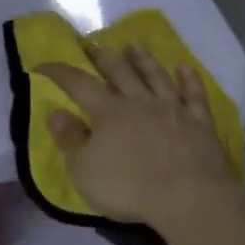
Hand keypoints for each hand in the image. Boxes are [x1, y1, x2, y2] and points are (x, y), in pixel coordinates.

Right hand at [37, 45, 243, 235]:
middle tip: (94, 44)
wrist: (189, 199)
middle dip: (103, 57)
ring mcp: (174, 109)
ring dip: (144, 59)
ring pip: (156, 76)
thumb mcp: (84, 170)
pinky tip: (184, 68)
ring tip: (134, 46)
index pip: (79, 84)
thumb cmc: (129, 188)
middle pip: (120, 72)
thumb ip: (70, 139)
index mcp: (109, 112)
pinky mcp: (201, 123)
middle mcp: (140, 102)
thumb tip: (55, 112)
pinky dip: (189, 79)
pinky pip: (194, 94)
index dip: (60, 72)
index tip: (43, 64)